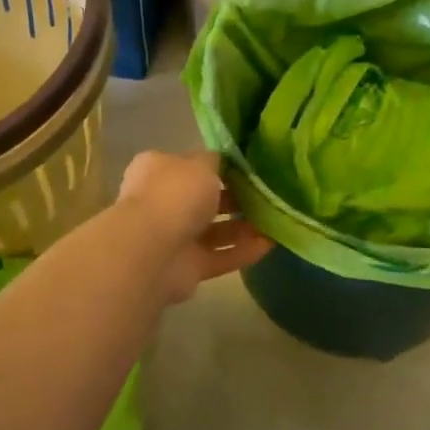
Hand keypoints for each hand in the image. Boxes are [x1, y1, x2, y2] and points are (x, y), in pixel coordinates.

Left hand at [116, 151, 271, 304]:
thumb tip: (224, 162)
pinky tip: (271, 244)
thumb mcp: (201, 164)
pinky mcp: (188, 268)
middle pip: (204, 199)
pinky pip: (221, 257)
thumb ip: (216, 161)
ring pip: (214, 230)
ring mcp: (174, 237)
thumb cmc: (175, 195)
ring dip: (244, 226)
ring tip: (276, 219)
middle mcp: (162, 202)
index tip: (249, 168)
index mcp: (158, 171)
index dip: (218, 166)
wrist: (153, 251)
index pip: (191, 164)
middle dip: (235, 198)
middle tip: (267, 194)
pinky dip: (243, 251)